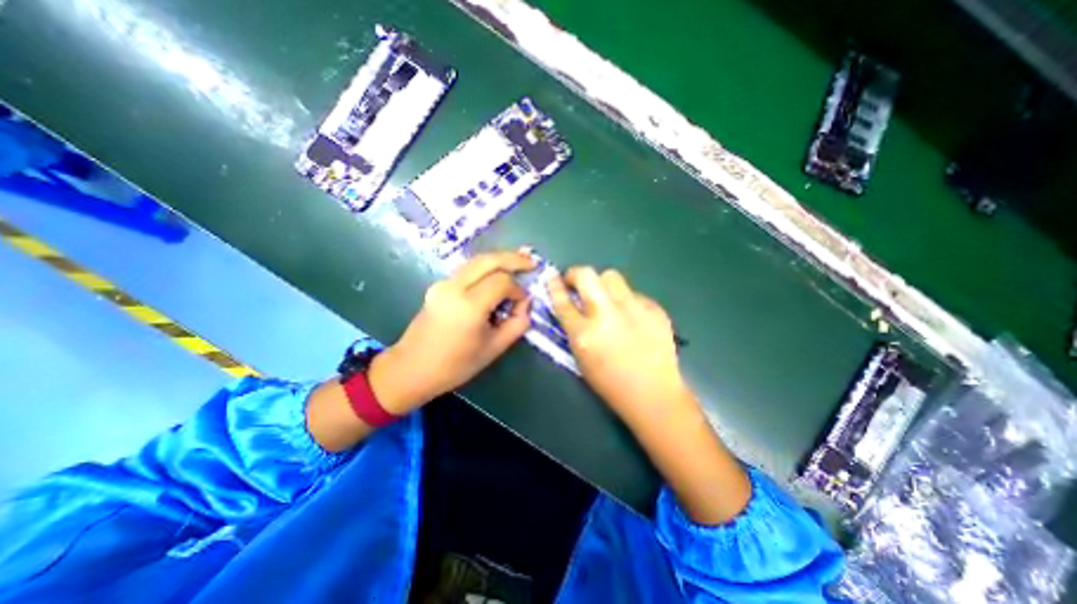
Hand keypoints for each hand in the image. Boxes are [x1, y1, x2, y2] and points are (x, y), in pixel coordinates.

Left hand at [368, 247, 535, 412]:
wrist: (411, 369)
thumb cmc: (455, 365)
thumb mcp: (495, 348)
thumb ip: (517, 323)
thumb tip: (525, 303)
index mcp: (468, 306)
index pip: (502, 282)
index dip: (518, 290)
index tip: (524, 303)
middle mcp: (454, 287)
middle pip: (489, 260)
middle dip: (513, 258)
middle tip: (532, 262)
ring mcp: (443, 283)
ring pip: (477, 260)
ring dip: (500, 259)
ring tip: (520, 262)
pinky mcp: (439, 285)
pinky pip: (468, 269)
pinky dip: (487, 268)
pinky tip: (498, 272)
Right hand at [548, 267, 688, 420]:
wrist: (653, 393)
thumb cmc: (610, 382)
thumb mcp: (581, 356)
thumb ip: (573, 327)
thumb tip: (571, 302)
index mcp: (584, 334)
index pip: (562, 300)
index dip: (554, 286)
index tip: (552, 276)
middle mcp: (607, 315)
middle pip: (587, 275)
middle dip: (576, 274)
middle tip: (577, 282)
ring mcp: (633, 309)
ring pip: (612, 276)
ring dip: (602, 284)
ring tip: (606, 298)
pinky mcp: (654, 308)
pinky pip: (633, 293)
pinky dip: (626, 301)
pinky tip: (632, 317)